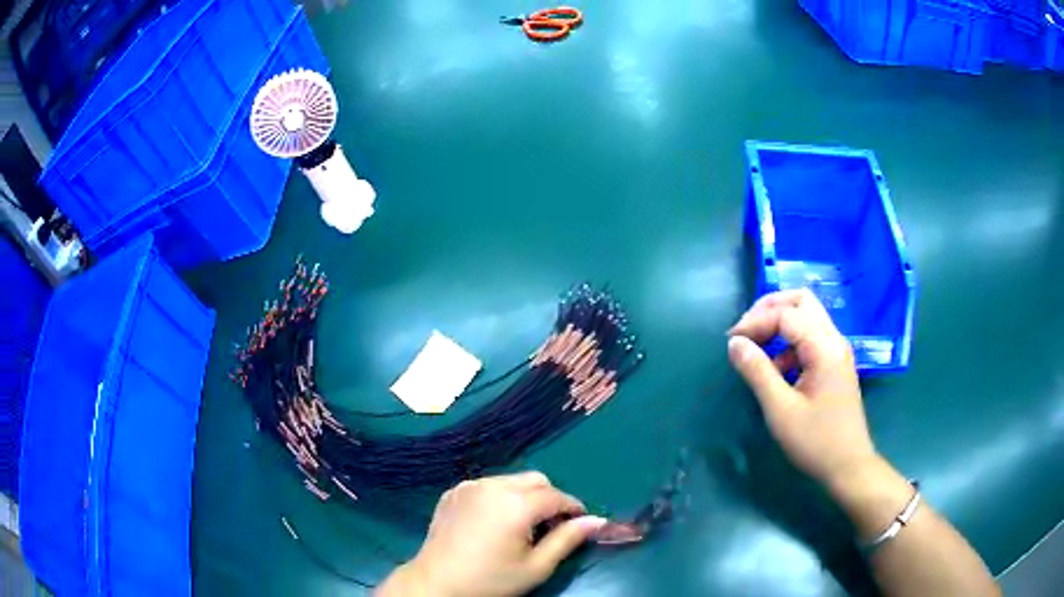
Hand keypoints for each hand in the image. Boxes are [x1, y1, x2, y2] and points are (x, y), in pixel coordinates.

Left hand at [378, 472, 606, 596]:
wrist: (436, 583)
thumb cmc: (490, 580)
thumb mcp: (536, 567)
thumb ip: (568, 539)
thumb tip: (596, 520)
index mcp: (516, 504)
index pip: (557, 496)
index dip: (574, 508)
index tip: (580, 525)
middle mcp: (493, 486)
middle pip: (536, 480)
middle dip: (550, 499)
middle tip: (549, 528)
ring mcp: (470, 486)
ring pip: (512, 480)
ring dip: (525, 496)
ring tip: (520, 527)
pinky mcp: (454, 492)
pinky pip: (488, 485)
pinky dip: (500, 497)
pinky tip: (493, 522)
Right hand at [727, 289, 878, 488]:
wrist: (848, 466)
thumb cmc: (815, 441)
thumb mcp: (780, 410)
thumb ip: (757, 372)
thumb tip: (734, 343)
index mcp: (824, 347)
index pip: (786, 314)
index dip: (755, 322)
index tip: (731, 342)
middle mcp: (834, 340)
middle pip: (802, 301)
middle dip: (770, 309)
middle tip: (746, 330)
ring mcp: (837, 351)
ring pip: (807, 317)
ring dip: (779, 325)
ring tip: (756, 350)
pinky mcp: (835, 364)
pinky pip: (810, 339)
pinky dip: (789, 344)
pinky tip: (776, 371)